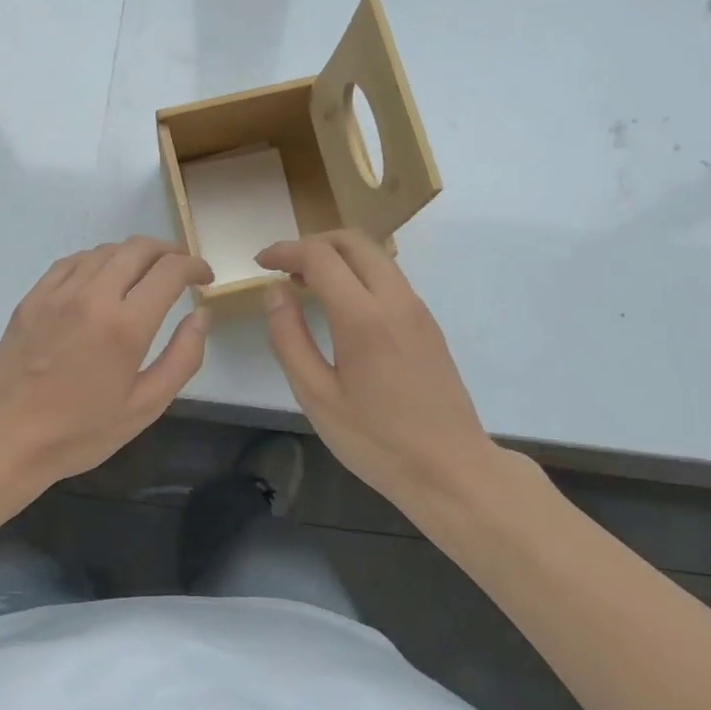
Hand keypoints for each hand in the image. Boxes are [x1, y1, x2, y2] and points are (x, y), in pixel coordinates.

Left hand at [0, 236, 212, 489]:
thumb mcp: (145, 407)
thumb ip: (183, 358)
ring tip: (145, 274)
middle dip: (168, 251)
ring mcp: (57, 293)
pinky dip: (98, 260)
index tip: (204, 278)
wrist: (5, 439)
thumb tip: (201, 316)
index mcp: (125, 327)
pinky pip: (72, 261)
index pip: (169, 271)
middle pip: (138, 248)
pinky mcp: (33, 297)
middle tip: (180, 269)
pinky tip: (103, 278)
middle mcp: (92, 297)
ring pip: (105, 250)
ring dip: (134, 254)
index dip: (194, 266)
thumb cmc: (80, 432)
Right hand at [256, 231, 494, 510]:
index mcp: (363, 317)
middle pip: (353, 241)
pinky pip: (389, 277)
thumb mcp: (316, 396)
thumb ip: (289, 338)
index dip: (285, 251)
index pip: (319, 256)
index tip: (261, 263)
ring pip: (375, 256)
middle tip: (284, 267)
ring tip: (307, 284)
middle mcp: (395, 300)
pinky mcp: (428, 324)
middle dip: (313, 242)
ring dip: (338, 256)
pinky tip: (340, 305)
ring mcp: (417, 309)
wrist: (450, 468)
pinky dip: (358, 273)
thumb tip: (275, 293)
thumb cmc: (376, 440)